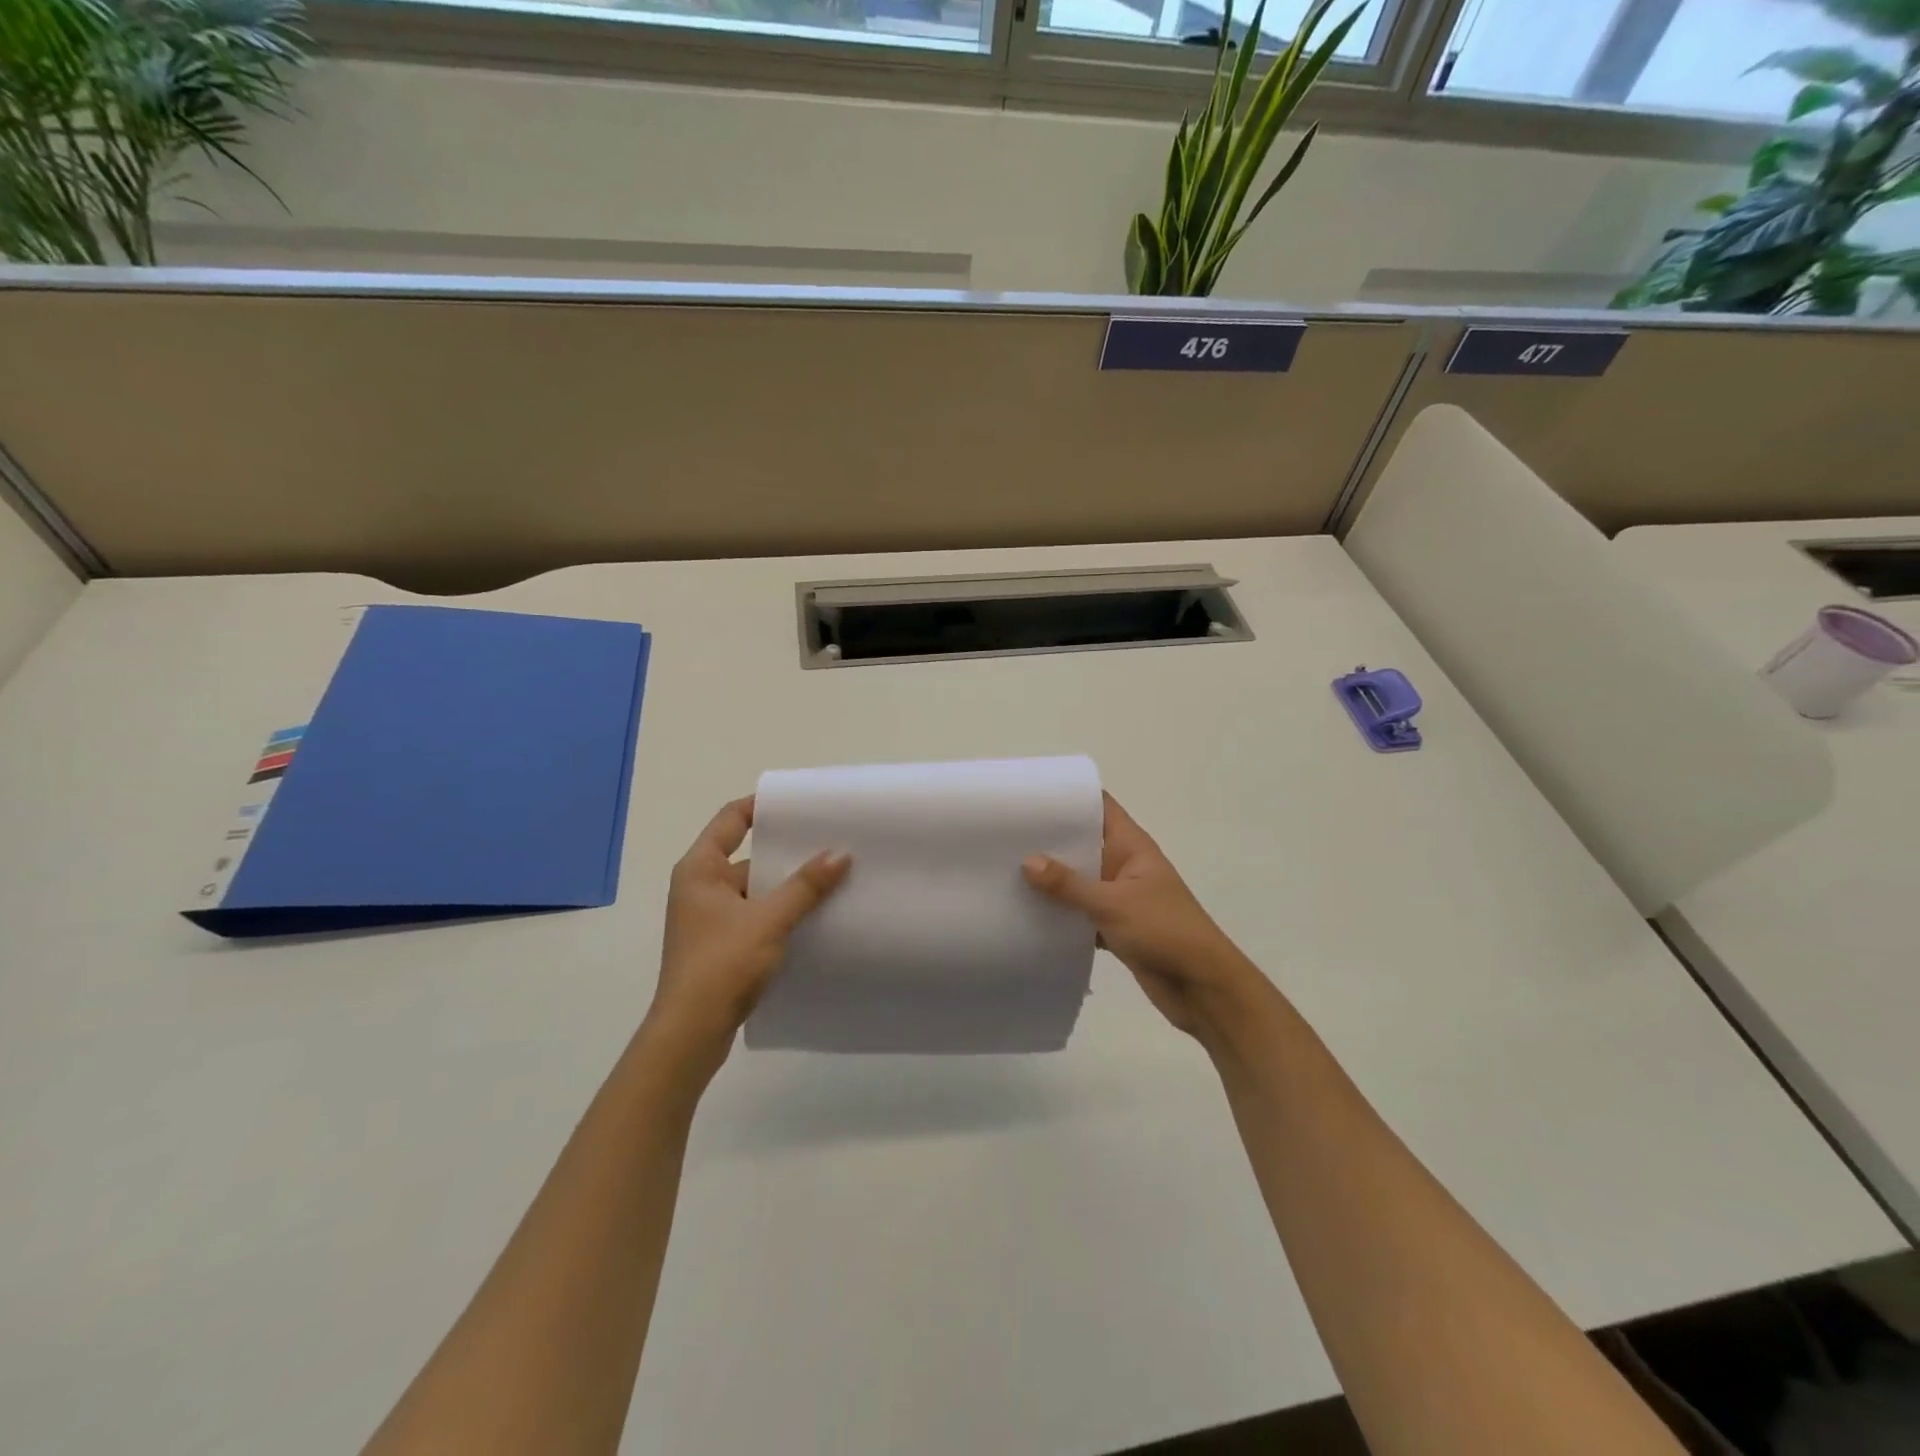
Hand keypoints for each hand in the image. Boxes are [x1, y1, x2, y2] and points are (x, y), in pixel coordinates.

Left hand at [646, 796, 849, 1081]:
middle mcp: (701, 887)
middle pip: (749, 855)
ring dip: (788, 887)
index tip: (801, 804)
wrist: (691, 1034)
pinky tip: (815, 916)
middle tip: (831, 841)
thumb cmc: (721, 965)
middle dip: (788, 852)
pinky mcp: (722, 945)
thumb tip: (841, 853)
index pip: (731, 819)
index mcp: (700, 869)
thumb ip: (805, 886)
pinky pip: (757, 916)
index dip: (762, 806)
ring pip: (756, 890)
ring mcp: (710, 918)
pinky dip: (781, 912)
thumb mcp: (768, 920)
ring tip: (833, 877)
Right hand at [1023, 794, 1271, 1042]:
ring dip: (1051, 880)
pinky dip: (1060, 913)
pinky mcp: (1115, 927)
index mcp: (1131, 846)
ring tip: (1004, 870)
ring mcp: (1119, 896)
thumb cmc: (1165, 930)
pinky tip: (1026, 913)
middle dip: (1049, 840)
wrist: (1202, 986)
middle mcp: (1124, 865)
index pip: (1099, 807)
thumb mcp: (1113, 903)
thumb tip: (1027, 861)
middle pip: (1083, 842)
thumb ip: (1069, 884)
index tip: (1030, 795)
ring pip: (1079, 880)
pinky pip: (1080, 912)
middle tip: (1003, 834)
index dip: (1069, 797)